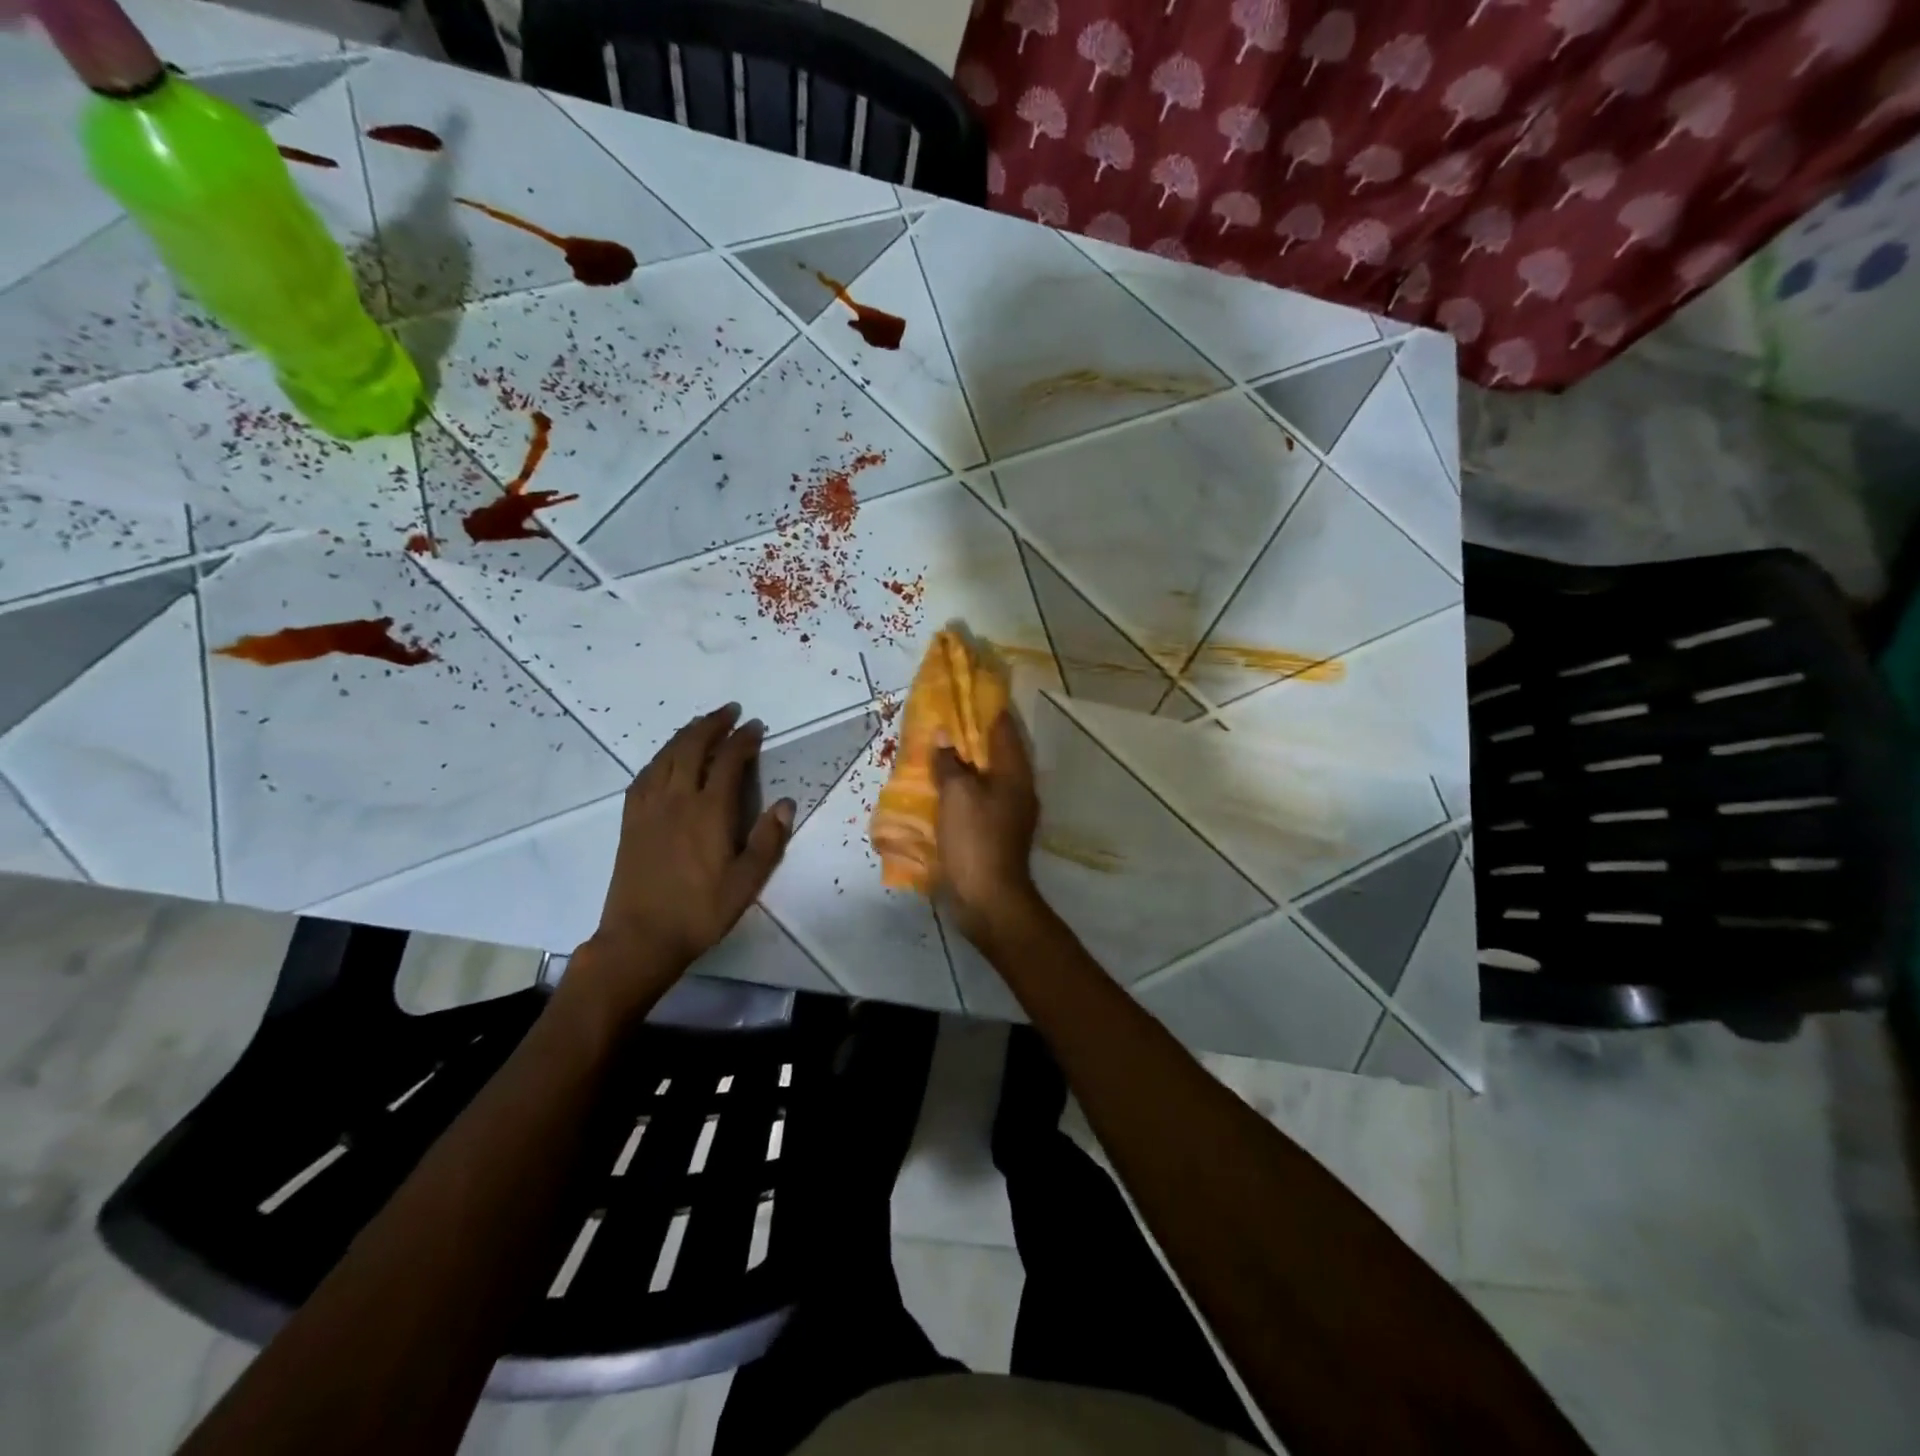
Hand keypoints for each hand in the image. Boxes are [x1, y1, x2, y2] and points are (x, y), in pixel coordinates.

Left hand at [576, 705, 794, 1010]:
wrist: (641, 938)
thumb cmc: (700, 911)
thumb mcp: (747, 882)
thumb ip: (768, 839)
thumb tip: (786, 803)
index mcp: (709, 812)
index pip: (728, 761)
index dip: (743, 739)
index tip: (756, 726)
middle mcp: (677, 799)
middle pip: (693, 747)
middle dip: (713, 724)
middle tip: (730, 711)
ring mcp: (649, 807)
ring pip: (666, 756)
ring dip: (686, 733)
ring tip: (702, 723)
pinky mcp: (631, 820)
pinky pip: (645, 775)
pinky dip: (660, 756)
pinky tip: (667, 757)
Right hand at [931, 711, 1044, 947]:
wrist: (988, 898)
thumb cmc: (975, 839)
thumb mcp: (956, 794)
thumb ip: (950, 762)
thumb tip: (946, 736)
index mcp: (1014, 771)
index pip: (1002, 726)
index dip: (984, 706)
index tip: (963, 691)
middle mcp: (1018, 786)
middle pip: (996, 750)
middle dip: (971, 734)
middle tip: (943, 718)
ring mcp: (1010, 811)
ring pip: (987, 774)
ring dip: (965, 762)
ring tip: (938, 748)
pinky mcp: (997, 831)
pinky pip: (979, 797)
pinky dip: (963, 787)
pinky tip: (941, 787)